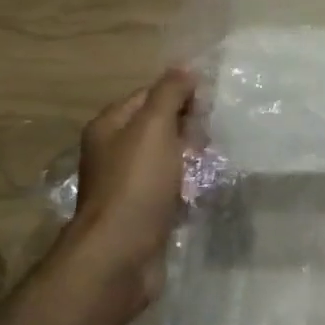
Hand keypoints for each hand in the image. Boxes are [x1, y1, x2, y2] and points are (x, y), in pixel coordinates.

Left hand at [62, 68, 195, 311]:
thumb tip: (184, 68)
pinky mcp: (142, 212)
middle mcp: (114, 152)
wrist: (120, 256)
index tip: (209, 103)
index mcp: (109, 126)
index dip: (179, 94)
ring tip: (215, 161)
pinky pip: (170, 188)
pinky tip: (205, 188)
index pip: (149, 95)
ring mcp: (127, 184)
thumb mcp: (155, 126)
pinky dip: (188, 186)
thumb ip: (169, 93)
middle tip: (213, 135)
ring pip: (167, 158)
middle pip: (159, 126)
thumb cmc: (136, 184)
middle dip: (188, 128)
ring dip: (191, 158)